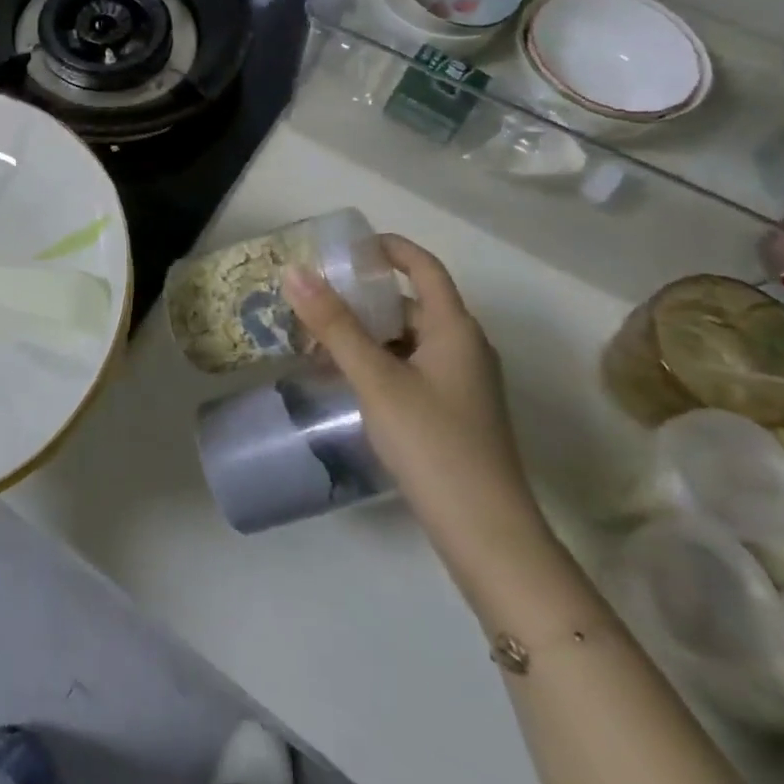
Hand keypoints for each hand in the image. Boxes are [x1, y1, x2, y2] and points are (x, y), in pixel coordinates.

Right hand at [283, 236, 560, 618]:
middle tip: (313, 302)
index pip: (423, 266)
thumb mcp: (376, 379)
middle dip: (361, 299)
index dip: (387, 248)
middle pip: (410, 304)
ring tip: (317, 344)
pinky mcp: (452, 414)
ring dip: (364, 334)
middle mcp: (463, 348)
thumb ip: (334, 325)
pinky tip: (345, 381)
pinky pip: (409, 369)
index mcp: (455, 328)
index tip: (342, 246)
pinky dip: (376, 363)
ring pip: (406, 340)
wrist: (488, 537)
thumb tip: (295, 272)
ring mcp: (461, 384)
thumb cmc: (434, 444)